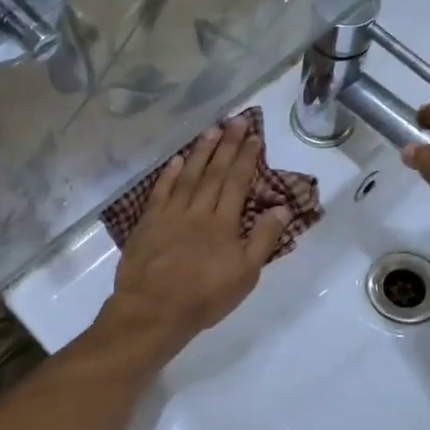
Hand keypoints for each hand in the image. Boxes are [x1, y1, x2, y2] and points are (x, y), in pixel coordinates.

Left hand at [96, 117, 290, 363]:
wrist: (153, 310)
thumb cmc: (204, 297)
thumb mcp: (245, 275)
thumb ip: (263, 239)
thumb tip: (281, 207)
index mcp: (224, 223)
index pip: (237, 182)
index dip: (246, 157)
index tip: (253, 136)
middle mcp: (198, 211)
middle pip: (215, 172)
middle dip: (227, 144)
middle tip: (235, 120)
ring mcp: (170, 214)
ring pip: (188, 176)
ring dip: (201, 152)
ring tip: (211, 130)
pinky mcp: (148, 223)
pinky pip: (161, 191)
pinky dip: (169, 174)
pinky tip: (176, 160)